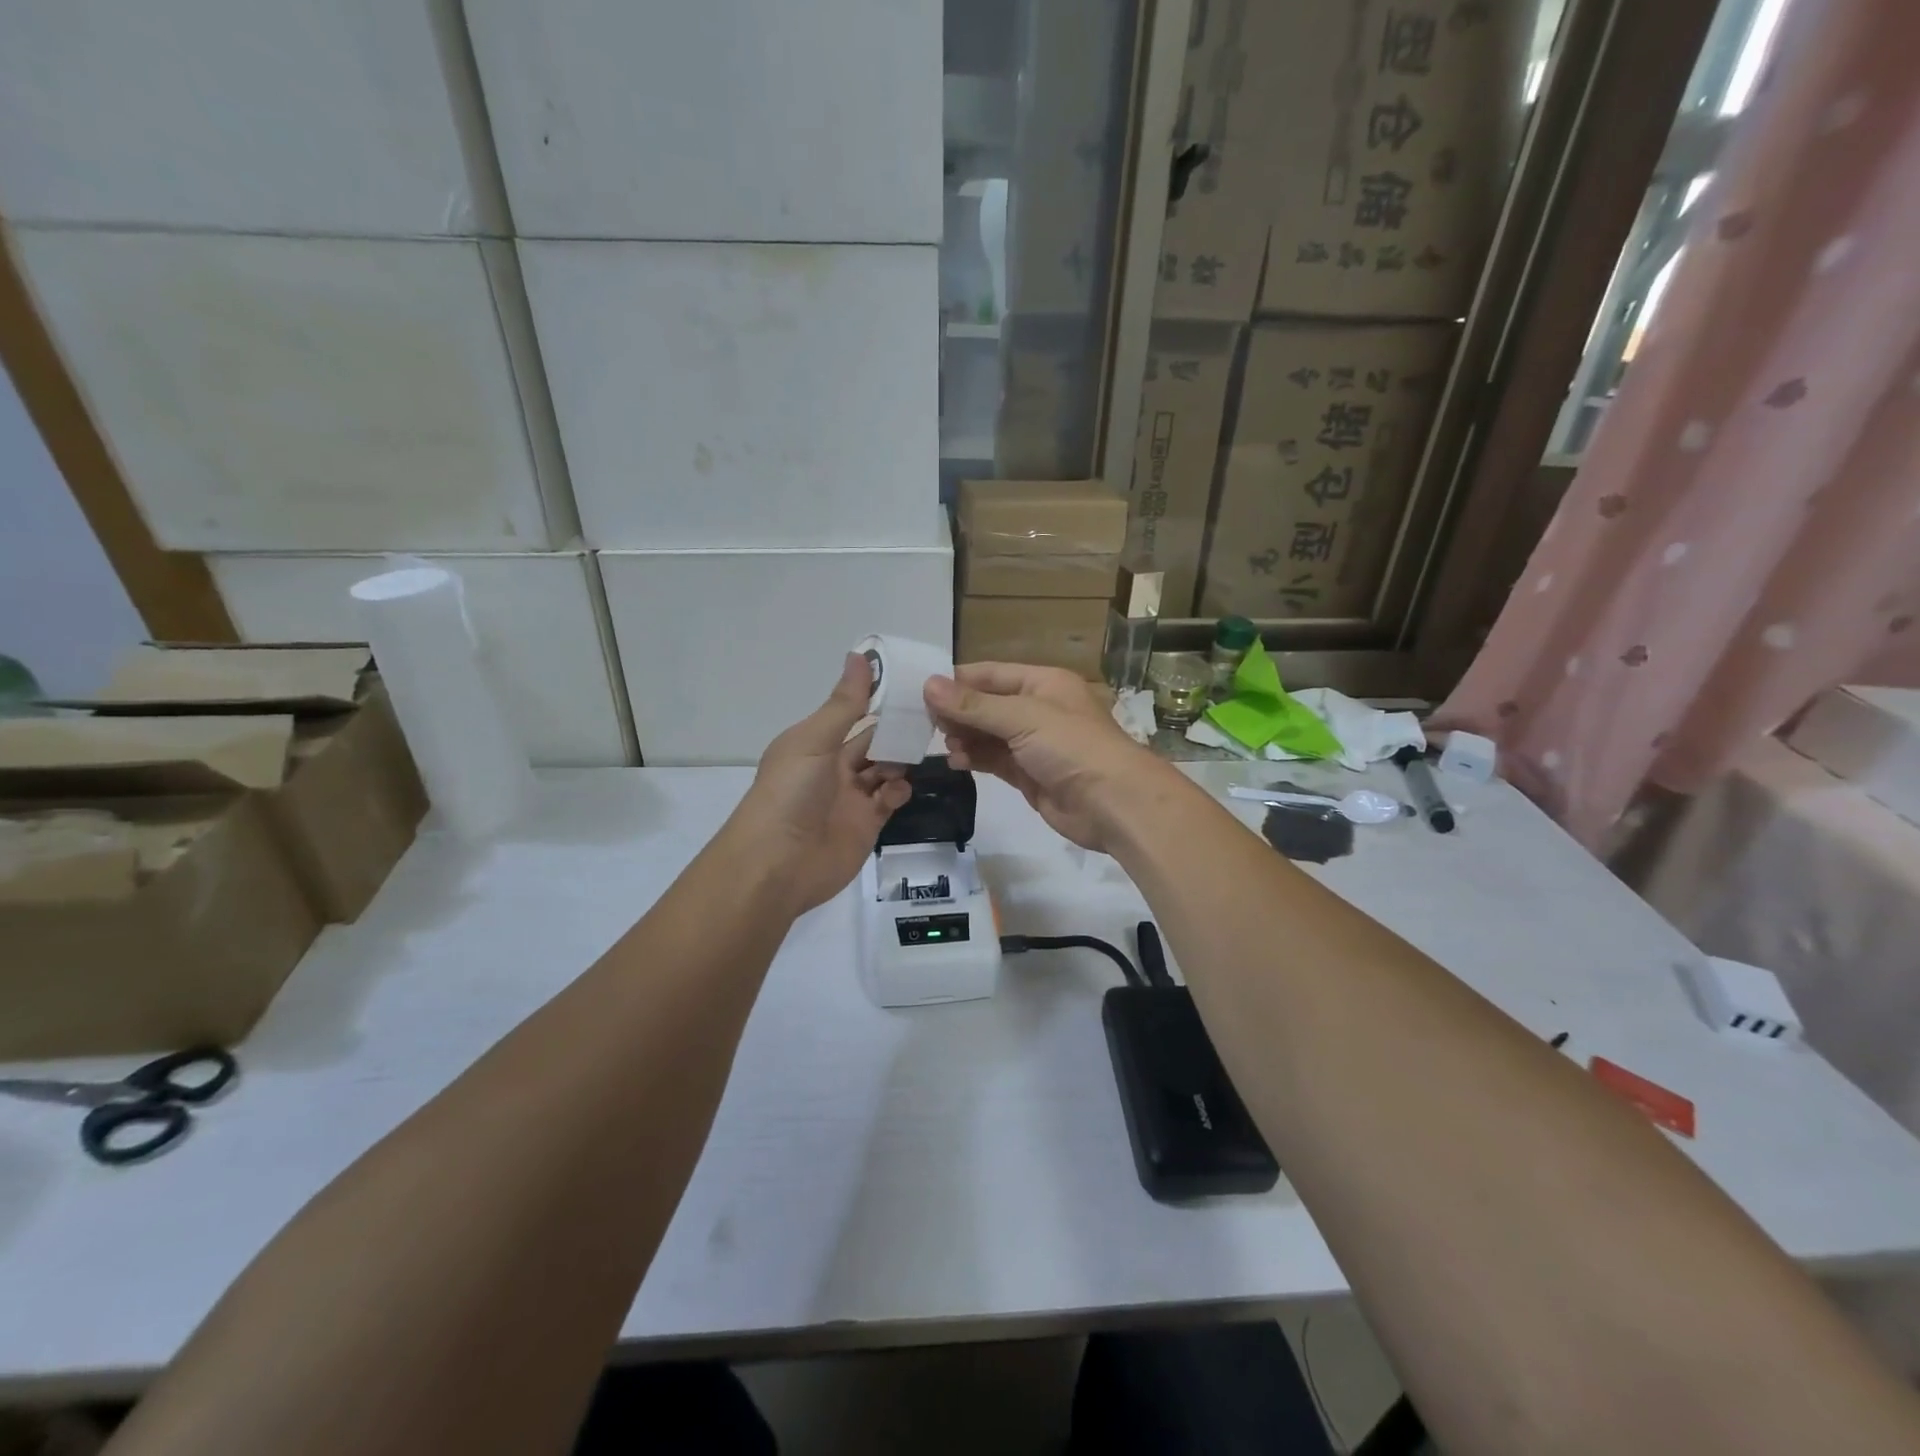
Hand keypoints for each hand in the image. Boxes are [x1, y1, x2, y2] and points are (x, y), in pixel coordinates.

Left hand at [727, 655, 911, 914]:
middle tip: (929, 718)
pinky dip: (898, 792)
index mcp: (815, 743)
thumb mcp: (814, 741)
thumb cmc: (790, 793)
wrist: (778, 864)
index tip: (911, 685)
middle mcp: (833, 767)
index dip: (878, 700)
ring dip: (900, 761)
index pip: (852, 715)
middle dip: (896, 732)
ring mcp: (851, 798)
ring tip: (912, 756)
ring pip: (886, 770)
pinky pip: (890, 801)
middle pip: (873, 742)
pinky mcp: (867, 825)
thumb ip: (844, 704)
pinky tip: (896, 791)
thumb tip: (860, 655)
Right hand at [923, 663, 1165, 852]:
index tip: (920, 691)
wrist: (1113, 803)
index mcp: (1043, 683)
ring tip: (942, 744)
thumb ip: (973, 705)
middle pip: (987, 704)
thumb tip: (928, 685)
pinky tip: (955, 761)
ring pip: (988, 734)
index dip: (957, 681)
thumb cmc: (1071, 747)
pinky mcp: (1029, 774)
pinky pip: (994, 760)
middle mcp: (1038, 709)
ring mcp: (1034, 744)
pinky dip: (974, 758)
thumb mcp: (1022, 717)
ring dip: (964, 737)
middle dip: (957, 712)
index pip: (990, 674)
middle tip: (924, 722)